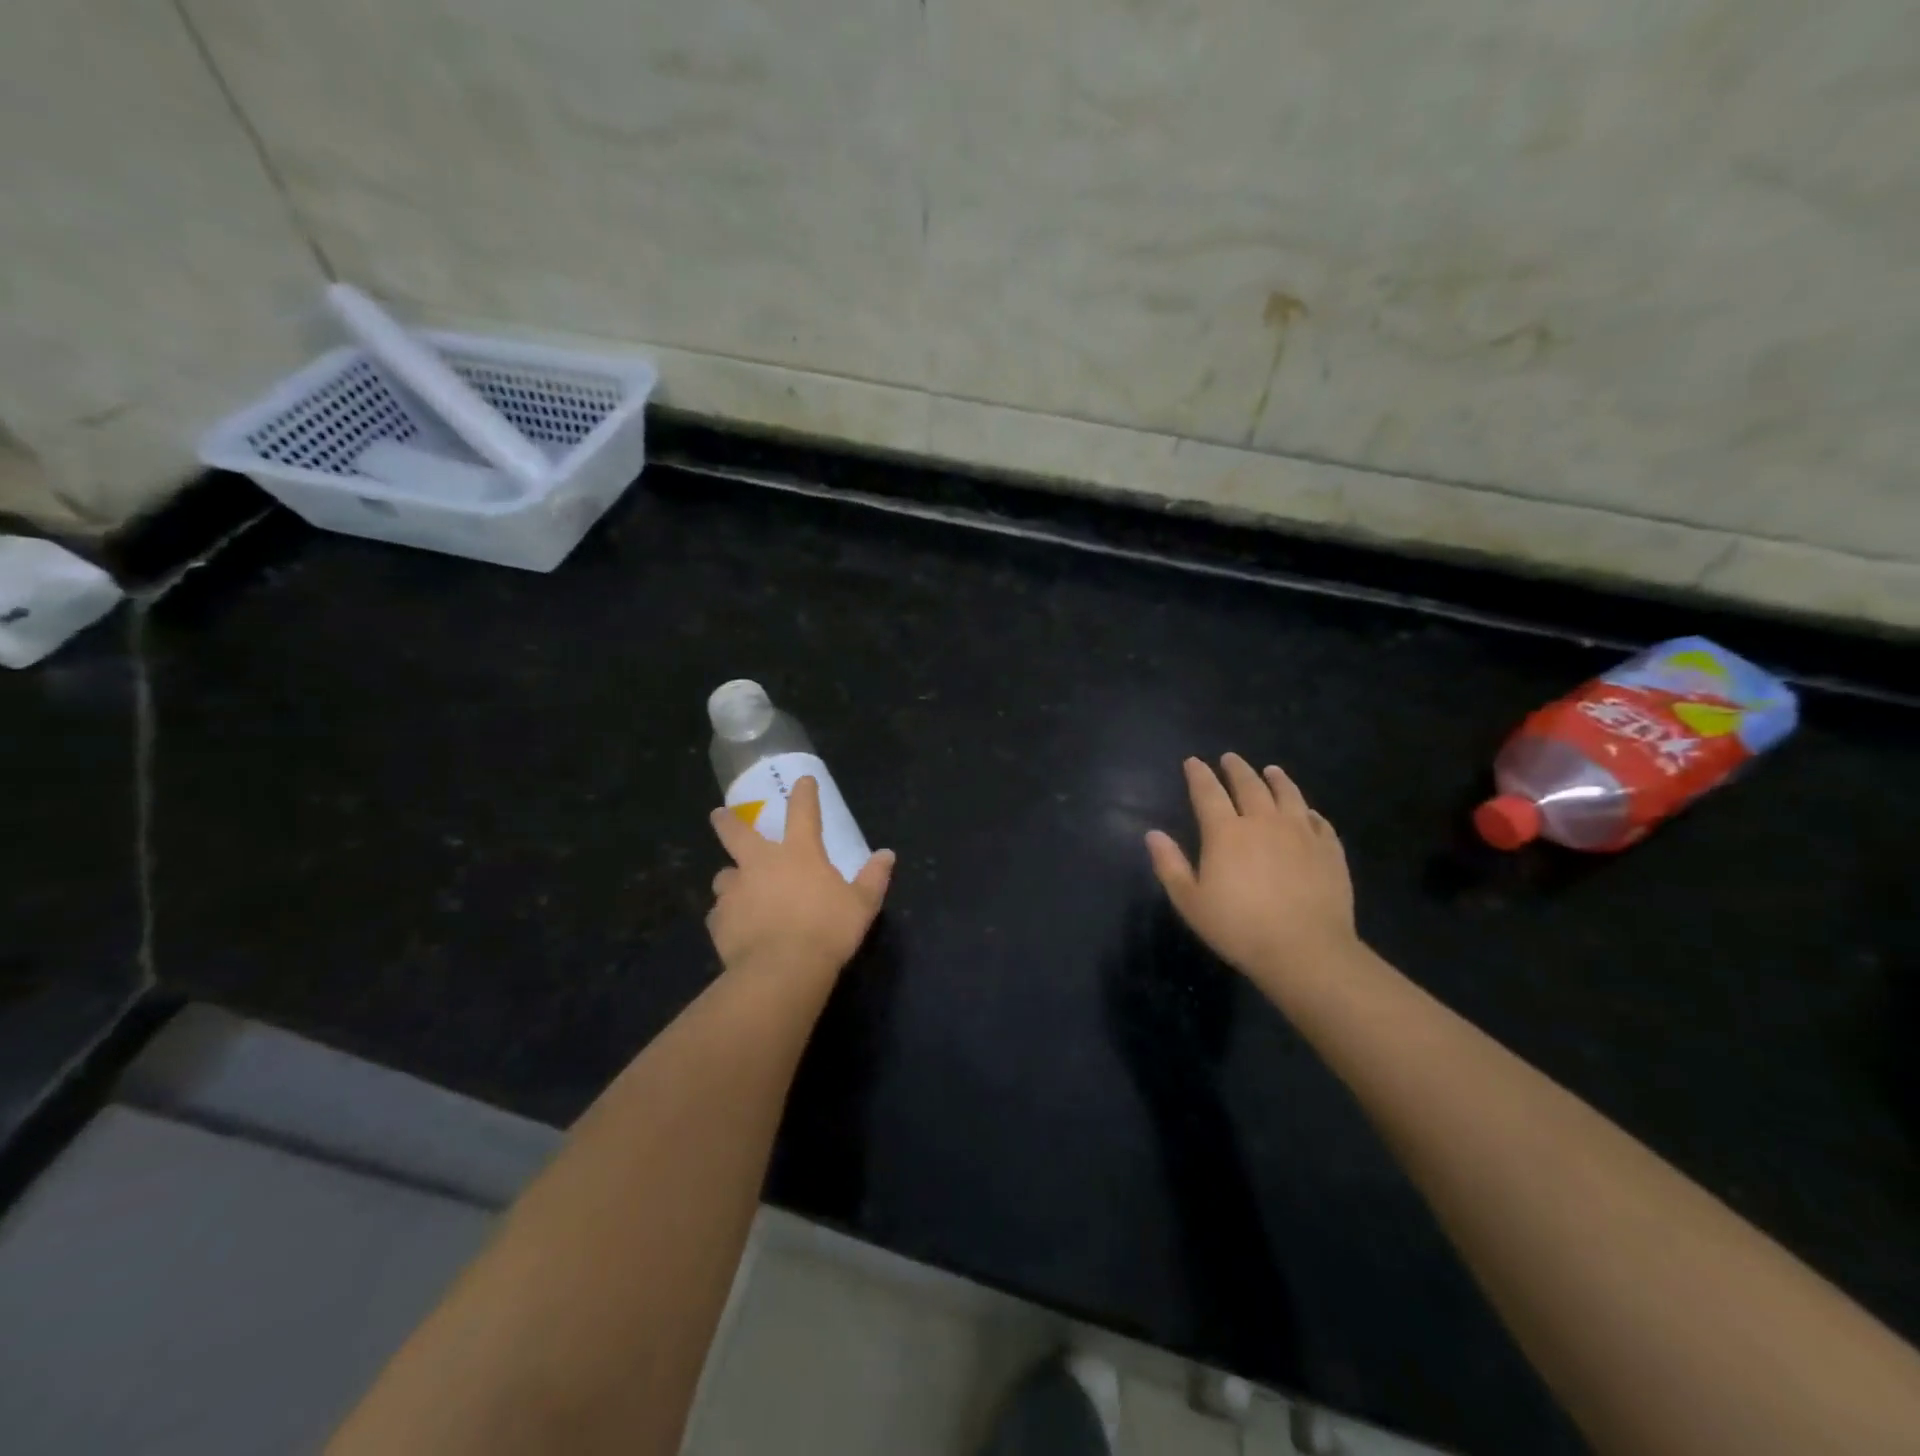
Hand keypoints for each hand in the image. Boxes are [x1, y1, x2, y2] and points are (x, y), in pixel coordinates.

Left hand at [708, 777, 894, 981]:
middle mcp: (761, 864)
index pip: (803, 812)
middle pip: (737, 833)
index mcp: (799, 853)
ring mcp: (735, 891)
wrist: (781, 970)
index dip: (804, 794)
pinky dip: (727, 915)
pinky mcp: (719, 920)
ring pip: (724, 876)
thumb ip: (873, 878)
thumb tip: (887, 855)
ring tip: (737, 889)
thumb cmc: (827, 930)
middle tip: (718, 815)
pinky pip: (719, 913)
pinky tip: (736, 927)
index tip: (803, 781)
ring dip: (731, 878)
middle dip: (728, 822)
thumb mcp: (862, 904)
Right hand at [1146, 754, 1357, 986]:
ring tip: (1271, 770)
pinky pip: (1319, 821)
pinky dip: (1309, 811)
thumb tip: (1152, 834)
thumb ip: (1170, 865)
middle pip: (1249, 785)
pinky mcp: (1330, 850)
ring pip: (1288, 794)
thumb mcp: (1191, 902)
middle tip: (1230, 758)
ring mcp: (1301, 833)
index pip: (1208, 792)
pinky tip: (1308, 812)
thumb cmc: (1239, 928)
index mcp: (1226, 832)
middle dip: (1236, 769)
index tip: (1193, 761)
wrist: (1306, 950)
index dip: (1198, 775)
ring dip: (1277, 779)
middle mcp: (1264, 822)